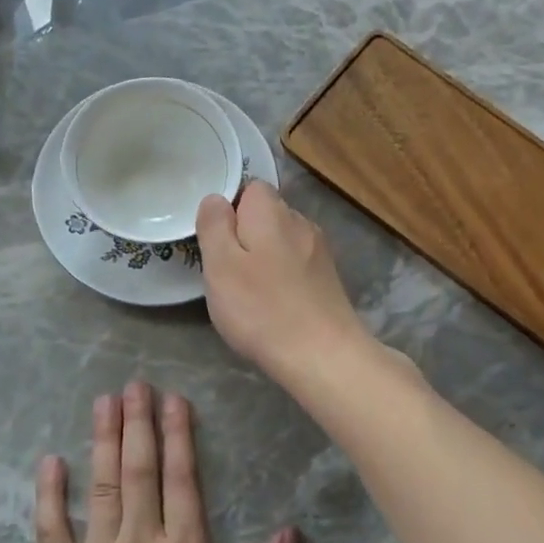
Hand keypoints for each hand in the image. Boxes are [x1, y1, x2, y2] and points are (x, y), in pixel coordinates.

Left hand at [35, 383, 296, 542]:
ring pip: (101, 486)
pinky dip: (50, 493)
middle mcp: (139, 542)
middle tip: (134, 384)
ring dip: (102, 441)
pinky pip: (51, 529)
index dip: (179, 435)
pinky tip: (50, 460)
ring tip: (103, 402)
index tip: (173, 398)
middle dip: (138, 423)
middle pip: (139, 470)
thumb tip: (291, 532)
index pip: (182, 479)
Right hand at [197, 181, 369, 379]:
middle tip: (227, 271)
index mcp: (271, 211)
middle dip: (246, 234)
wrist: (322, 355)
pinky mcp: (329, 278)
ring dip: (265, 257)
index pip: (249, 187)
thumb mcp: (220, 265)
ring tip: (251, 291)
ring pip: (282, 241)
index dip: (230, 210)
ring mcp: (319, 250)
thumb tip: (216, 198)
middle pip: (266, 215)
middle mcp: (300, 221)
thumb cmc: (262, 308)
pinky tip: (276, 303)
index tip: (216, 242)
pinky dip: (283, 277)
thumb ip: (214, 226)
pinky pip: (297, 265)